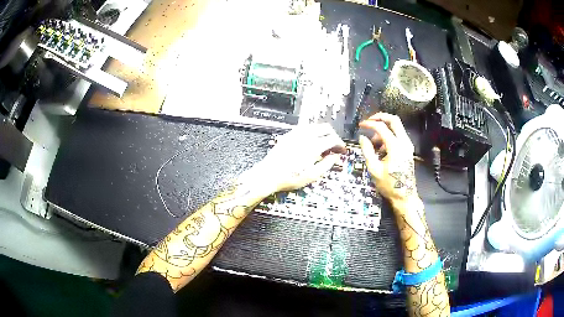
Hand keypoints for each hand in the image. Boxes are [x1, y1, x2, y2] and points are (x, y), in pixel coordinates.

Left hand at [240, 124, 345, 194]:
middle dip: (333, 136)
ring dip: (323, 134)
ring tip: (323, 146)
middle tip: (334, 147)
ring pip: (315, 126)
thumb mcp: (312, 176)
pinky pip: (305, 128)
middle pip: (325, 128)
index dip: (340, 144)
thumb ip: (326, 164)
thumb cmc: (289, 178)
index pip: (332, 139)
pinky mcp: (289, 135)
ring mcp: (296, 133)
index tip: (342, 150)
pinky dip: (313, 133)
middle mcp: (305, 136)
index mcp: (313, 146)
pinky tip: (311, 143)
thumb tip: (335, 156)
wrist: (268, 175)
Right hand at [358, 113, 416, 205]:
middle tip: (369, 122)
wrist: (404, 196)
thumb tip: (362, 137)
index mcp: (395, 147)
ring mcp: (408, 145)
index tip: (360, 126)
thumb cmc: (388, 184)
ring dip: (384, 130)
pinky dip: (388, 136)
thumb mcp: (374, 169)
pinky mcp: (408, 149)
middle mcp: (404, 142)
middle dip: (380, 117)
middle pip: (394, 120)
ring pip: (396, 127)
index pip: (381, 127)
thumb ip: (367, 151)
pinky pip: (398, 136)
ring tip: (373, 144)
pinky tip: (381, 149)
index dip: (369, 124)